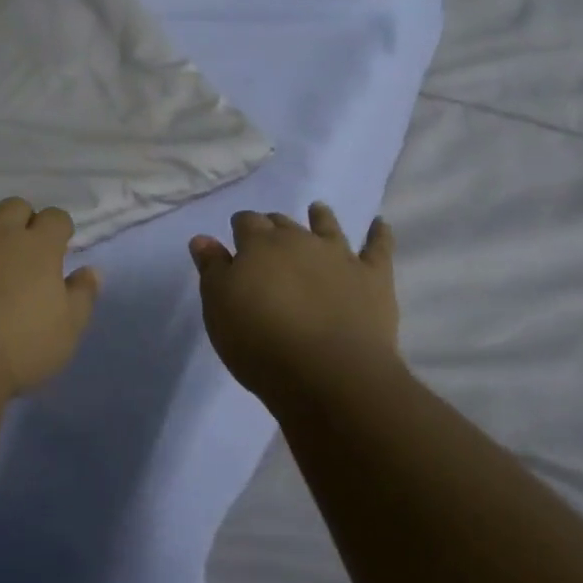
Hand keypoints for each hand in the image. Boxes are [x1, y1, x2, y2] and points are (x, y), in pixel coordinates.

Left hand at [0, 197, 101, 396]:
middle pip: (15, 205)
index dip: (58, 230)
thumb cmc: (17, 349)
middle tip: (16, 251)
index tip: (56, 249)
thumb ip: (82, 297)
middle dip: (20, 221)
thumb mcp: (66, 332)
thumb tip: (91, 270)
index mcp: (38, 245)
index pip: (56, 217)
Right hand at [190, 203, 400, 407]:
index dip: (241, 227)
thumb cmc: (260, 342)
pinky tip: (380, 224)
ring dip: (321, 217)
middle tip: (271, 235)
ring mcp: (340, 256)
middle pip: (283, 223)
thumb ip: (212, 269)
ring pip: (328, 226)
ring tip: (318, 209)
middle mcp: (299, 240)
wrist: (328, 373)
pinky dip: (379, 234)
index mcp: (259, 244)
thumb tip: (203, 238)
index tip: (237, 236)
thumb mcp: (219, 307)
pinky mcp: (373, 278)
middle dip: (274, 225)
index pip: (246, 222)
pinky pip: (379, 248)